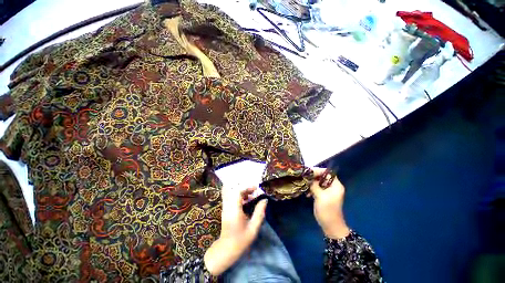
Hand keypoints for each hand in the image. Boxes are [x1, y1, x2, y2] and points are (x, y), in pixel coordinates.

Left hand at [204, 187, 266, 275]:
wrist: (226, 249)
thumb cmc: (241, 239)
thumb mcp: (253, 228)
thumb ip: (259, 213)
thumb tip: (264, 200)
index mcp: (234, 210)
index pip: (238, 192)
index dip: (247, 188)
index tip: (256, 188)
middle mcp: (228, 207)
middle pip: (234, 191)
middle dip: (245, 189)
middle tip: (254, 192)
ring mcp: (225, 208)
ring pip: (231, 193)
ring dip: (241, 192)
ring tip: (250, 197)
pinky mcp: (225, 210)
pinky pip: (230, 198)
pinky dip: (238, 196)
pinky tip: (245, 202)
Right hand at [309, 167, 349, 239]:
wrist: (330, 226)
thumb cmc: (327, 210)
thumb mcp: (320, 196)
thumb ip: (314, 185)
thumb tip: (308, 178)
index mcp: (336, 185)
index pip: (327, 173)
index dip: (318, 171)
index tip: (308, 172)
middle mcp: (333, 187)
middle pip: (322, 177)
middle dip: (313, 178)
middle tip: (304, 178)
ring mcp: (328, 192)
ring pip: (318, 183)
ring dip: (311, 184)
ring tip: (305, 187)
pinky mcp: (323, 196)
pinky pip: (317, 188)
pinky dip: (312, 189)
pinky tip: (307, 194)